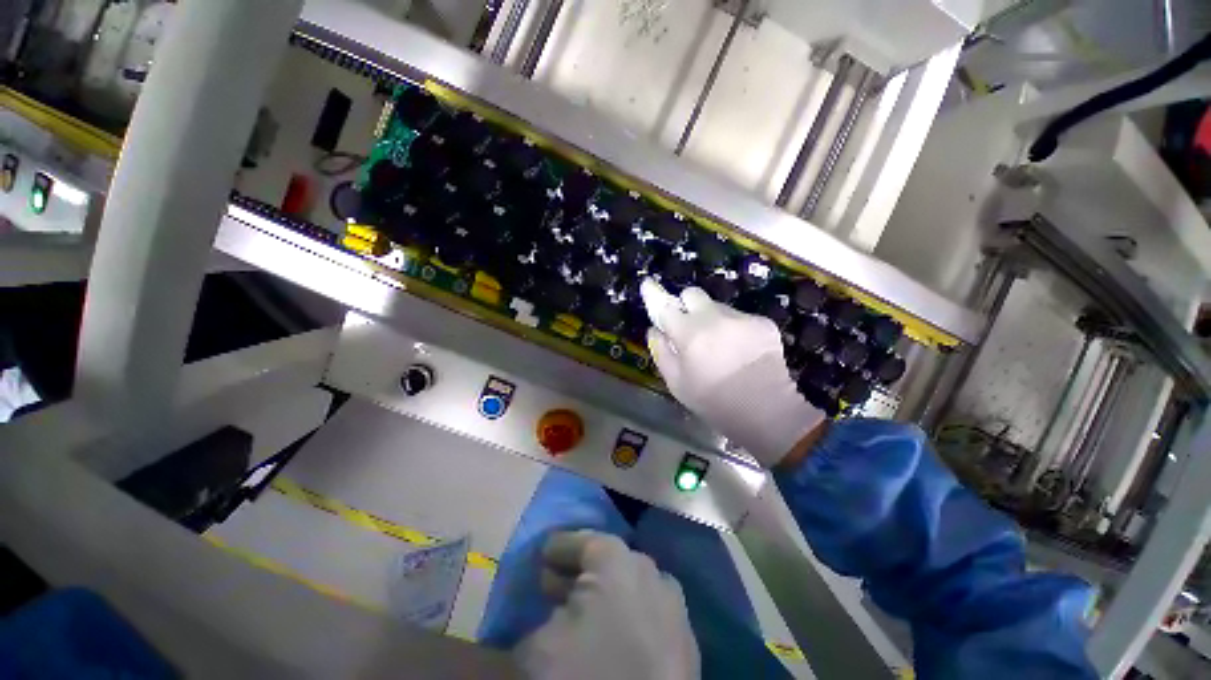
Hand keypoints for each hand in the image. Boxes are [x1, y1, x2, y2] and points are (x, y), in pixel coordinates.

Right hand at [514, 531, 698, 679]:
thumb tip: (547, 613)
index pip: (583, 541)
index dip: (559, 547)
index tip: (543, 554)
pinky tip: (615, 635)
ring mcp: (676, 608)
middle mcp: (652, 574)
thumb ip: (538, 618)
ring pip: (634, 587)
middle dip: (581, 572)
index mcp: (618, 562)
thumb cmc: (584, 679)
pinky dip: (632, 617)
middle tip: (554, 585)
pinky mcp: (688, 645)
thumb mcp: (539, 649)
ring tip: (582, 612)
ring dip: (608, 594)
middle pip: (610, 562)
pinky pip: (653, 616)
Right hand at [641, 279, 824, 467]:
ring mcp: (740, 317)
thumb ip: (661, 352)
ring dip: (711, 318)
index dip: (654, 294)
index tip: (648, 285)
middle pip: (692, 294)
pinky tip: (740, 350)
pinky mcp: (762, 322)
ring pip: (717, 306)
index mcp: (688, 333)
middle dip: (686, 304)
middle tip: (688, 325)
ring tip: (719, 345)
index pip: (665, 305)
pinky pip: (739, 317)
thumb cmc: (713, 401)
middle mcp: (713, 317)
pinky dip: (733, 328)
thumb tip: (655, 330)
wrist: (766, 410)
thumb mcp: (676, 383)